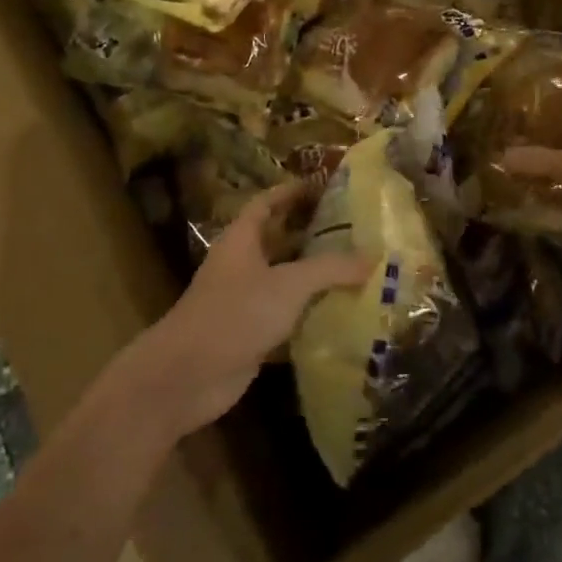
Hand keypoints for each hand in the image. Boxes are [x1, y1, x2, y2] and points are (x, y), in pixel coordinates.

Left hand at [127, 181, 371, 439]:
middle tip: (353, 228)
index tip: (323, 185)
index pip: (267, 204)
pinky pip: (286, 316)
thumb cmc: (236, 314)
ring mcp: (244, 301)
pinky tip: (342, 312)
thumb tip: (373, 257)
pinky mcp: (251, 334)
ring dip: (314, 275)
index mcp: (242, 240)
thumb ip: (331, 268)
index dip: (292, 192)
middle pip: (278, 240)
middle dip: (311, 233)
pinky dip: (310, 313)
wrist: (188, 376)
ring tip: (356, 266)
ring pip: (284, 280)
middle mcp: (241, 265)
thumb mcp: (289, 284)